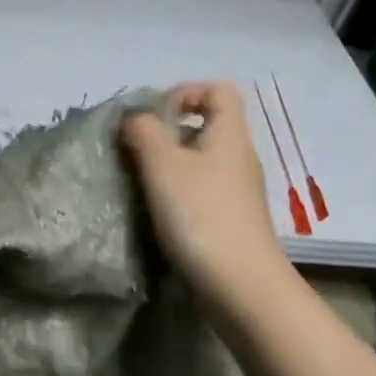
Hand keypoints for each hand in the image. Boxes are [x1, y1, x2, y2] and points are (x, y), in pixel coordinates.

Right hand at [121, 82, 291, 304]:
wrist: (241, 285)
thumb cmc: (201, 216)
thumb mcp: (164, 166)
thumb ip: (144, 132)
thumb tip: (134, 116)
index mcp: (229, 135)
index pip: (218, 89)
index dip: (184, 92)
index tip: (152, 116)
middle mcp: (238, 156)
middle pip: (206, 124)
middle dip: (166, 130)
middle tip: (134, 149)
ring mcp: (237, 190)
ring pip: (200, 158)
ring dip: (167, 163)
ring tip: (138, 181)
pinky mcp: (230, 217)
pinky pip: (200, 188)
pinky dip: (176, 190)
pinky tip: (156, 210)